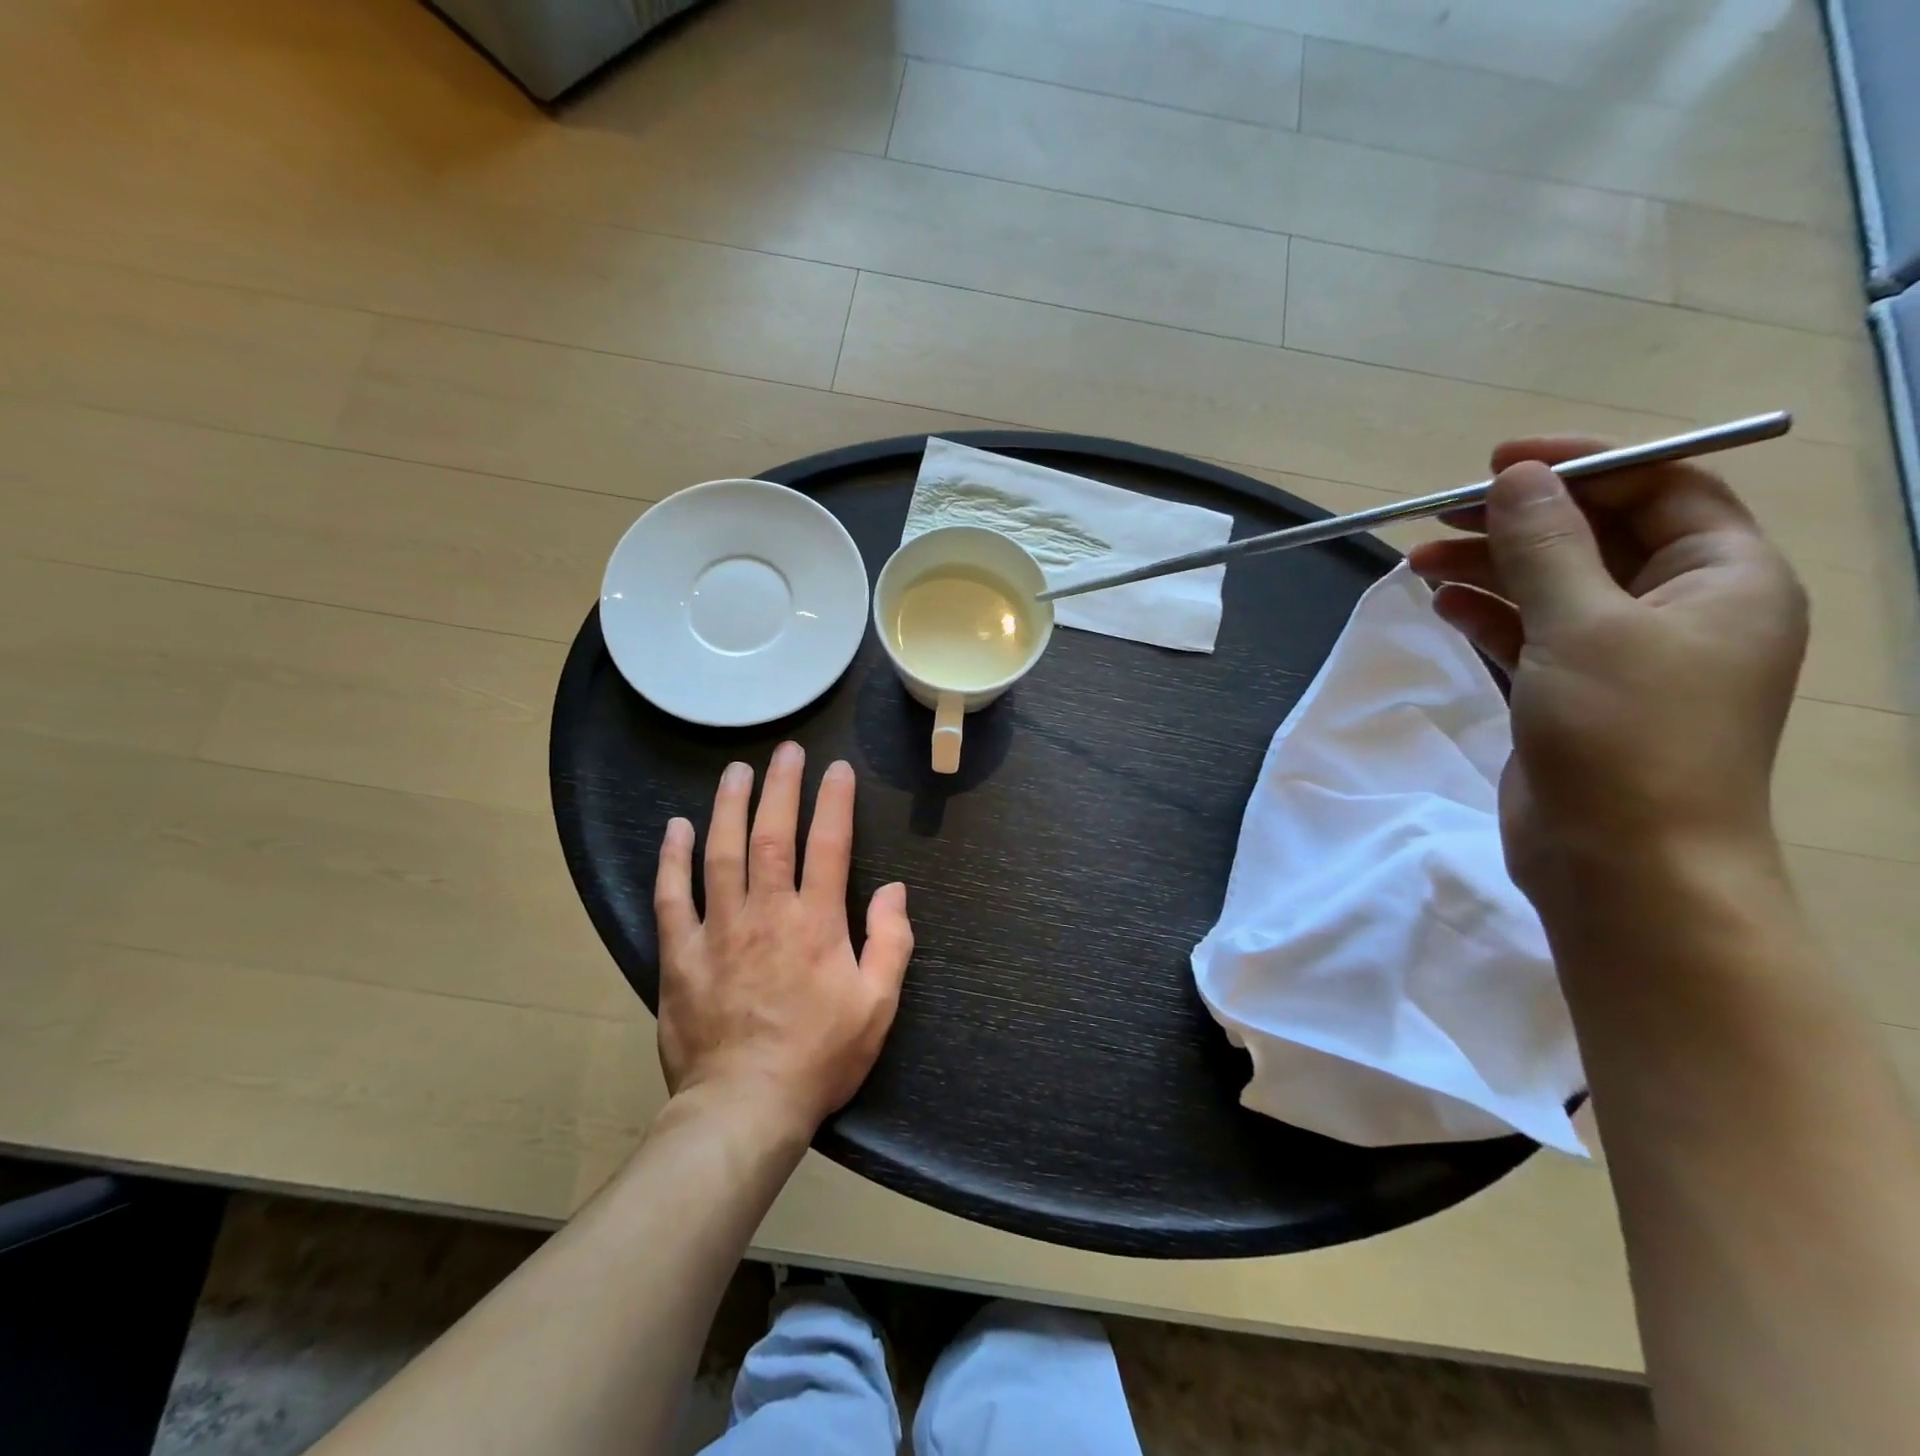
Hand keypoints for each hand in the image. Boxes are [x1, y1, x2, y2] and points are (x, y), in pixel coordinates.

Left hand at [653, 743, 913, 1133]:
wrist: (744, 1108)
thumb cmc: (818, 1057)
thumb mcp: (877, 1007)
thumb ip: (891, 943)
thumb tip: (894, 890)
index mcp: (817, 923)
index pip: (829, 845)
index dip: (835, 802)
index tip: (837, 769)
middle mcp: (767, 913)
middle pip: (773, 835)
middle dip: (781, 787)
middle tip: (786, 751)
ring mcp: (719, 930)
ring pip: (722, 853)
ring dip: (729, 807)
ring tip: (736, 771)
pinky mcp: (681, 954)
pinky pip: (672, 897)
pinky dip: (673, 859)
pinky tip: (676, 828)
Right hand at [1407, 437, 1807, 901]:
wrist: (1620, 863)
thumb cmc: (1624, 735)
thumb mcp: (1583, 625)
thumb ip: (1545, 545)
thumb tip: (1515, 477)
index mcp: (1725, 578)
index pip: (1660, 487)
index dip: (1581, 465)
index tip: (1497, 461)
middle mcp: (1682, 609)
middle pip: (1596, 537)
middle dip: (1519, 521)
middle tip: (1440, 514)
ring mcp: (1624, 656)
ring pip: (1553, 587)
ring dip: (1490, 568)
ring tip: (1420, 563)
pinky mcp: (1572, 694)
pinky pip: (1530, 634)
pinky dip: (1488, 615)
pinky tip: (1443, 605)